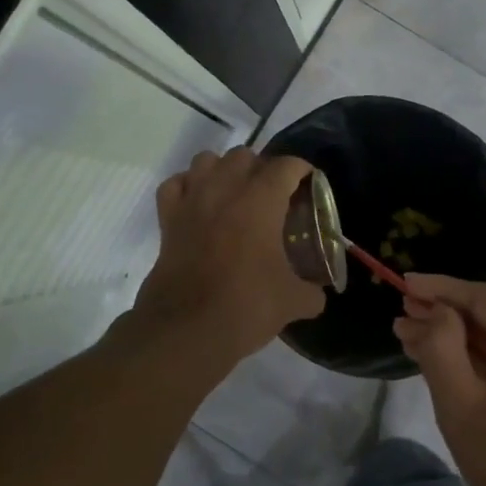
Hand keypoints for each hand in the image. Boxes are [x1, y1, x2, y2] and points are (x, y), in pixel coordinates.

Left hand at [134, 148, 325, 363]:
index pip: (286, 166)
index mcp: (261, 200)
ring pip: (207, 161)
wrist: (187, 329)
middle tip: (274, 195)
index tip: (308, 183)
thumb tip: (317, 295)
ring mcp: (192, 201)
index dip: (301, 171)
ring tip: (236, 194)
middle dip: (262, 169)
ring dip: (223, 170)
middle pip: (245, 156)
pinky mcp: (167, 220)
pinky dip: (188, 187)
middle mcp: (225, 189)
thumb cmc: (246, 306)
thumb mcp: (292, 301)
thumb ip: (311, 292)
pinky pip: (176, 185)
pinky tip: (199, 204)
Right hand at [394, 276, 485, 485]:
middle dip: (450, 309)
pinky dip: (482, 350)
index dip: (445, 290)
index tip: (404, 283)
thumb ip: (443, 352)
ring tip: (413, 331)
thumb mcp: (467, 413)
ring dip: (462, 330)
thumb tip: (430, 310)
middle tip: (403, 311)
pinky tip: (445, 352)